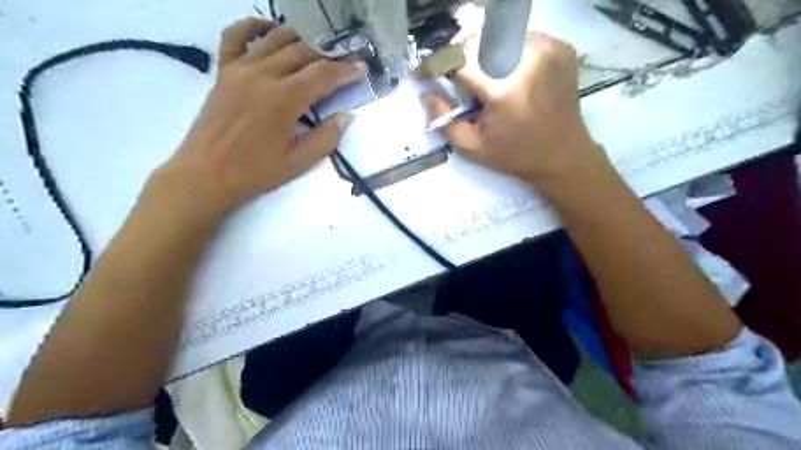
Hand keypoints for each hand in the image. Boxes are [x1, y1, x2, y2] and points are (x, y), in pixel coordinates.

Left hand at [153, 17, 364, 221]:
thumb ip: (326, 138)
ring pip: (275, 39)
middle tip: (344, 61)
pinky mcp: (223, 71)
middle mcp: (262, 74)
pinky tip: (270, 29)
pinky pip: (236, 36)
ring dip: (301, 39)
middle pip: (302, 51)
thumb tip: (346, 118)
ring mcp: (239, 68)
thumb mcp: (298, 163)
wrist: (205, 174)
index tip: (361, 69)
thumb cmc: (254, 172)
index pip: (322, 74)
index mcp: (284, 99)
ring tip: (317, 49)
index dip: (345, 70)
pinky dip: (254, 26)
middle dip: (328, 55)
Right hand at [429, 34, 610, 190]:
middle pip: (478, 42)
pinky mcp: (560, 47)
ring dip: (484, 56)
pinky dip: (507, 54)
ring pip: (498, 37)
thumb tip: (427, 93)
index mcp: (503, 87)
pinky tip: (510, 77)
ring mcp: (548, 49)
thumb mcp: (472, 147)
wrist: (562, 155)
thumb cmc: (514, 155)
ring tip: (487, 83)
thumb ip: (443, 119)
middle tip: (458, 82)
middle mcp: (527, 59)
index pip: (458, 58)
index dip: (436, 64)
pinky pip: (521, 40)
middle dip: (460, 60)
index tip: (425, 75)